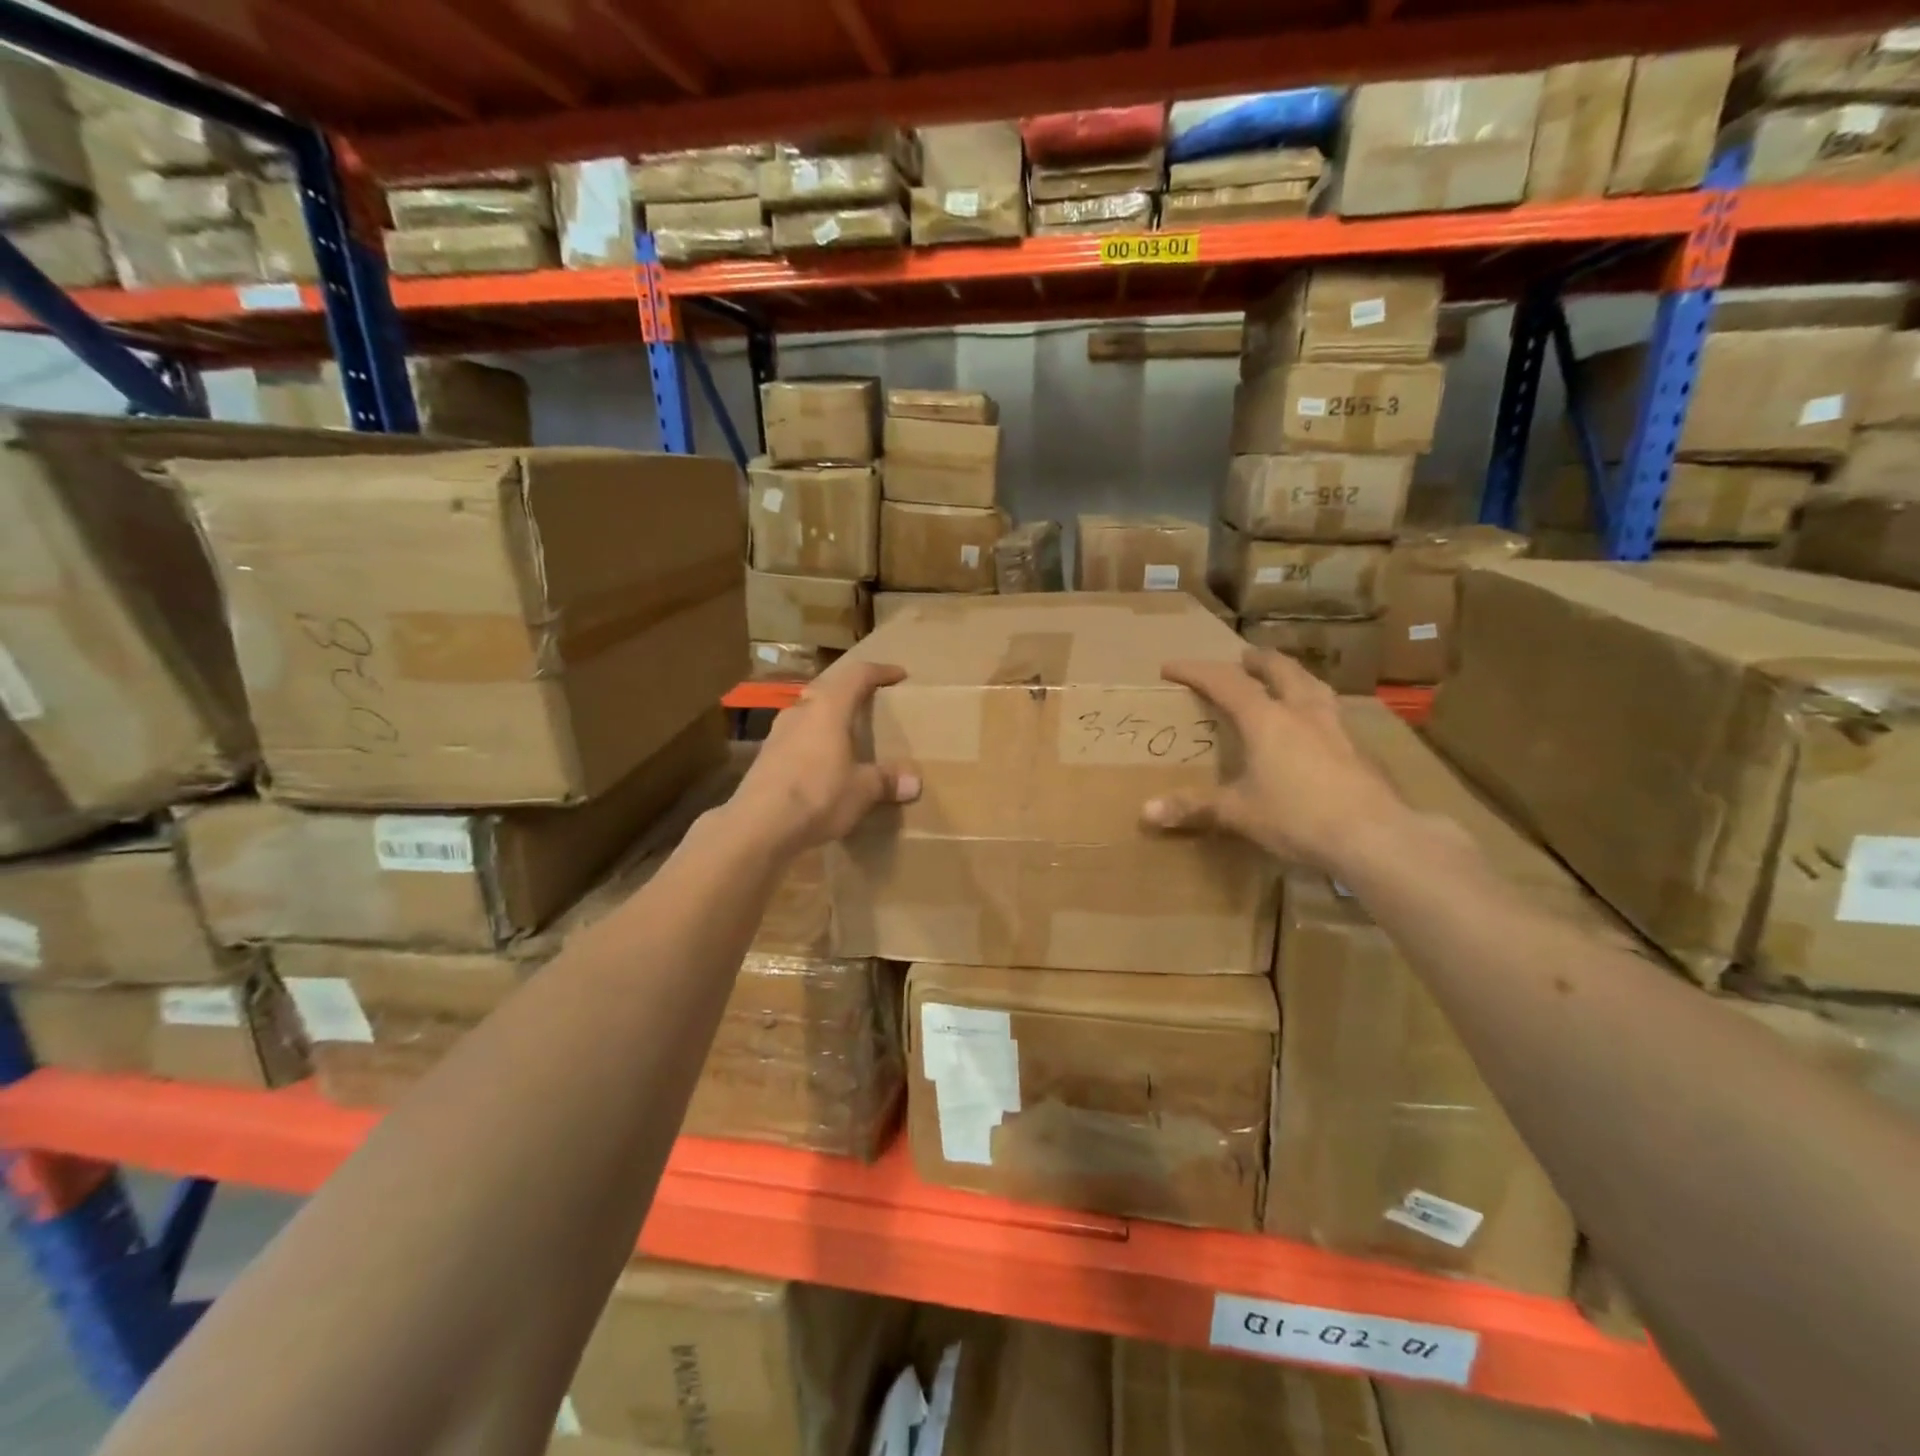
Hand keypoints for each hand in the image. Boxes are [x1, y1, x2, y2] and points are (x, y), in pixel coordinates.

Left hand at [729, 657, 920, 854]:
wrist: (757, 826)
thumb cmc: (818, 795)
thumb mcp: (862, 790)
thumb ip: (887, 780)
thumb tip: (914, 782)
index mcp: (828, 707)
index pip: (858, 675)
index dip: (881, 671)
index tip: (899, 675)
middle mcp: (801, 711)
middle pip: (828, 689)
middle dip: (851, 692)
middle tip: (871, 702)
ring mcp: (778, 733)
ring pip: (809, 713)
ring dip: (828, 718)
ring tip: (847, 734)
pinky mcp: (765, 757)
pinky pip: (797, 738)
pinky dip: (814, 742)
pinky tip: (822, 763)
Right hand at [1142, 649, 1409, 870]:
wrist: (1373, 836)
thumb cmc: (1298, 817)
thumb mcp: (1238, 812)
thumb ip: (1195, 807)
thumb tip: (1146, 812)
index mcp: (1266, 719)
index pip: (1225, 682)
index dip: (1195, 671)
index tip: (1170, 667)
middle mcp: (1302, 711)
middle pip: (1279, 670)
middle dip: (1256, 660)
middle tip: (1242, 658)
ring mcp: (1336, 726)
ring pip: (1312, 684)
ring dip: (1292, 675)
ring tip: (1284, 679)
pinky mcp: (1358, 748)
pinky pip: (1331, 711)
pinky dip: (1314, 705)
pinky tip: (1315, 725)